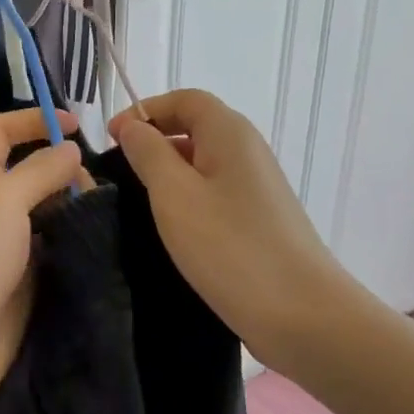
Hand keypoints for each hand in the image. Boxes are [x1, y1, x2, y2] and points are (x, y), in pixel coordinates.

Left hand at [0, 108, 83, 413]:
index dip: (33, 119)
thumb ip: (39, 171)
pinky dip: (74, 240)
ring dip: (73, 205)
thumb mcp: (2, 200)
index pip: (0, 130)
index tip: (77, 125)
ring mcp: (5, 244)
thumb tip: (71, 152)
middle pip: (28, 169)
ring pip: (45, 209)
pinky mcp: (24, 278)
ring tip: (102, 213)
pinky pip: (54, 247)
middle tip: (93, 185)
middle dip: (62, 167)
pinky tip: (99, 240)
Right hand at [109, 89, 357, 369]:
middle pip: (194, 127)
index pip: (183, 99)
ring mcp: (257, 187)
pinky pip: (215, 193)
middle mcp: (247, 150)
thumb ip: (148, 153)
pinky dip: (188, 199)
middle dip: (154, 141)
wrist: (302, 314)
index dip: (145, 111)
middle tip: (119, 173)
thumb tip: (132, 126)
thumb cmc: (230, 246)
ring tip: (138, 203)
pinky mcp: (258, 219)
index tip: (111, 140)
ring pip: (203, 163)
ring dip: (168, 173)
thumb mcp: (174, 194)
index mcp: (229, 132)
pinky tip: (172, 229)